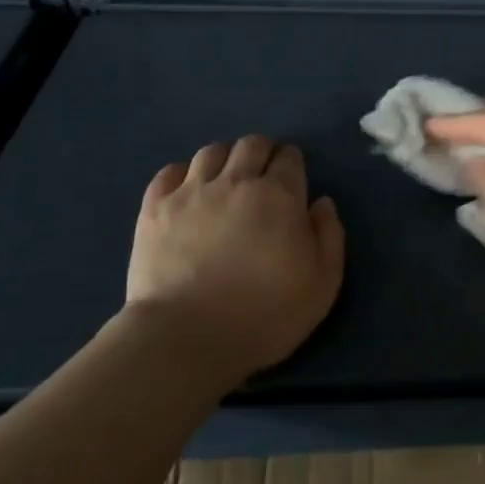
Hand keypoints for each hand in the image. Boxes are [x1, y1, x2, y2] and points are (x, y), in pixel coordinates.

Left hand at [126, 136, 344, 378]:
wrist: (186, 338)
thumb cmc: (265, 315)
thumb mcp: (323, 284)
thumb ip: (329, 236)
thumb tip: (321, 203)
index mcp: (280, 195)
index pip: (290, 158)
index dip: (293, 165)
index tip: (292, 182)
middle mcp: (236, 181)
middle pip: (252, 145)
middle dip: (262, 154)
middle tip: (263, 179)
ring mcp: (191, 192)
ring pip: (211, 152)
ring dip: (225, 160)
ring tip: (225, 182)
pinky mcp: (154, 209)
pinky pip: (169, 172)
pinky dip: (183, 175)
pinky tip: (188, 193)